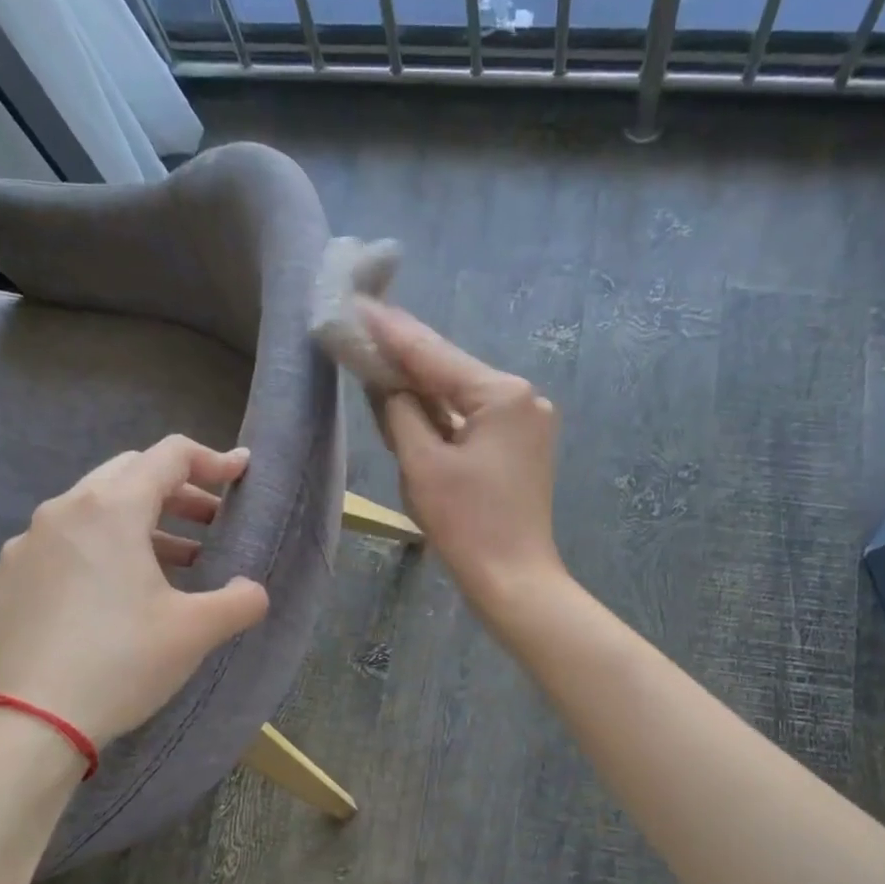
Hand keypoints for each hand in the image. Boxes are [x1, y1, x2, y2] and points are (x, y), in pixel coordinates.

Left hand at [0, 437, 269, 746]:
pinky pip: (53, 553)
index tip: (240, 474)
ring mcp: (21, 548)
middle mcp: (61, 513)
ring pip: (87, 514)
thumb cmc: (123, 662)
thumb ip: (240, 600)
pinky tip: (102, 601)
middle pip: (127, 475)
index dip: (212, 459)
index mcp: (112, 510)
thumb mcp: (197, 631)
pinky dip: (89, 559)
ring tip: (167, 565)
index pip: (169, 456)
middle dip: (175, 492)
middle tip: (207, 523)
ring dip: (134, 527)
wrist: (31, 724)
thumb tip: (252, 590)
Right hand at [365, 302, 564, 612]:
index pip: (434, 354)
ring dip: (422, 388)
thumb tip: (386, 382)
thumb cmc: (466, 524)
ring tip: (378, 361)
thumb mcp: (422, 464)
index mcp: (503, 394)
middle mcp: (523, 398)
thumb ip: (400, 411)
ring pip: (461, 396)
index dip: (391, 331)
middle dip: (406, 358)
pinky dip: (442, 416)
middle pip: (451, 371)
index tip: (357, 303)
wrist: (514, 580)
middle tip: (362, 330)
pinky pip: (473, 419)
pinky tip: (412, 403)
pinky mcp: (521, 446)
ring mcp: (527, 422)